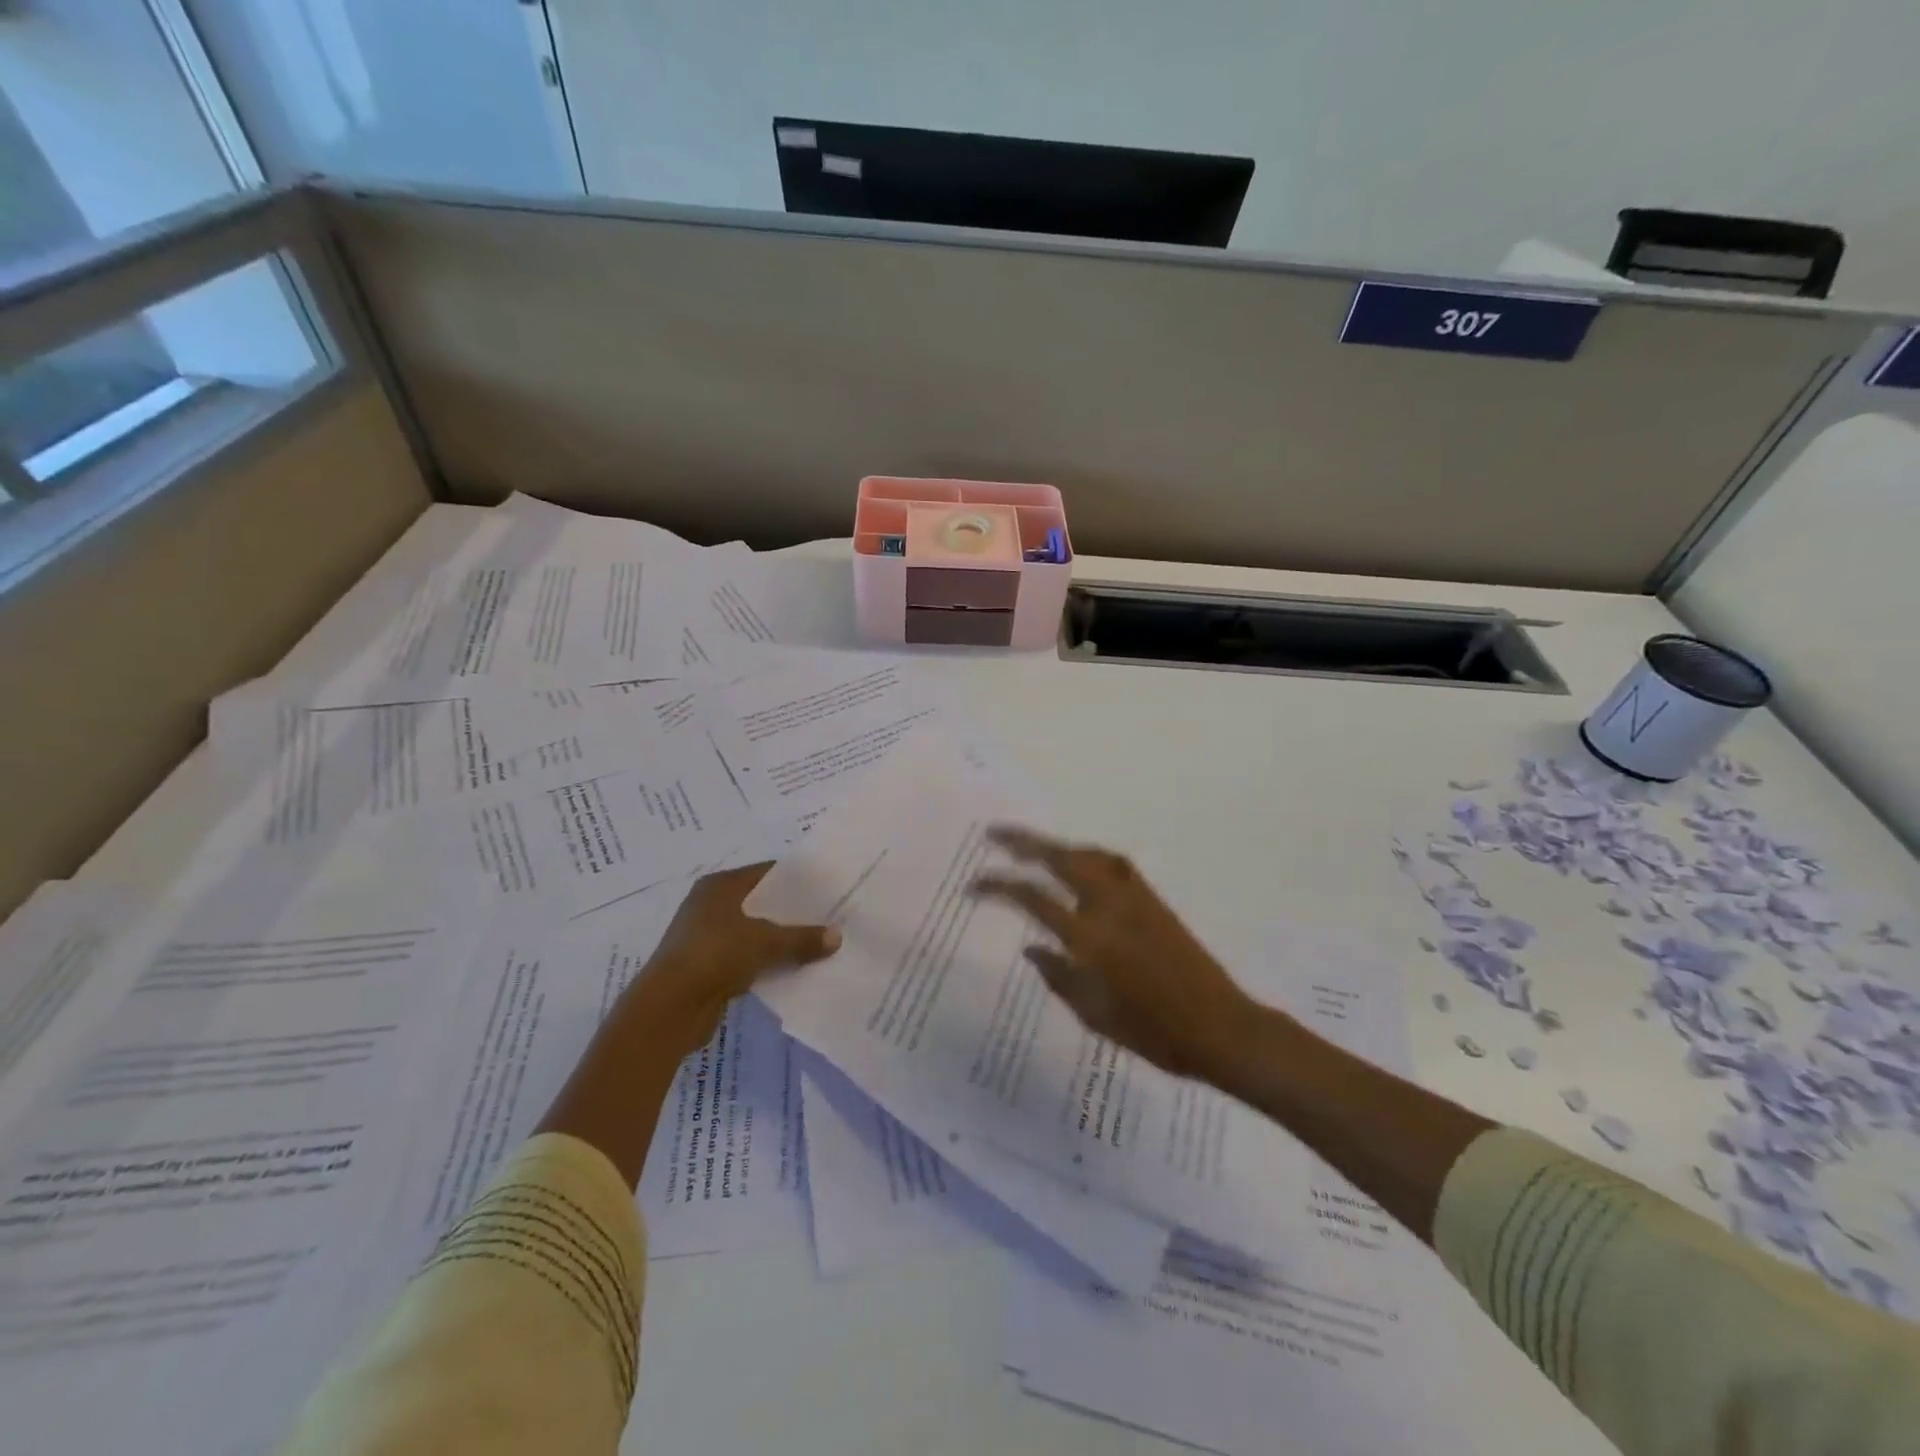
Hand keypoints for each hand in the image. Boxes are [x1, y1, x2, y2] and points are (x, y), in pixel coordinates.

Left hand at [626, 862, 839, 1059]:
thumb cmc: (715, 955)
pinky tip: (794, 968)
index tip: (827, 886)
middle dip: (792, 911)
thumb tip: (838, 936)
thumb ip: (802, 938)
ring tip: (818, 943)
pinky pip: (746, 957)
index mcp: (719, 886)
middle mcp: (710, 905)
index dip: (797, 879)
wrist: (669, 1007)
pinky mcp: (707, 967)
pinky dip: (767, 962)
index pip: (766, 873)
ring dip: (781, 940)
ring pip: (755, 932)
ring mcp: (706, 937)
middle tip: (829, 915)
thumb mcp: (766, 942)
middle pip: (761, 903)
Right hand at [970, 827, 1251, 1079]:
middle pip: (1061, 859)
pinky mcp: (1154, 900)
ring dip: (1057, 845)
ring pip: (1089, 855)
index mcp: (1089, 937)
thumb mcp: (1095, 1016)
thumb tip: (1032, 949)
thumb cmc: (1154, 1032)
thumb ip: (1059, 977)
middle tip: (995, 834)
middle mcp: (1110, 906)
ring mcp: (1136, 898)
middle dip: (1024, 843)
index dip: (999, 887)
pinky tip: (1081, 864)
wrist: (1220, 1027)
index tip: (974, 885)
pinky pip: (1113, 864)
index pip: (1034, 898)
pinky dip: (1088, 855)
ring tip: (1033, 847)